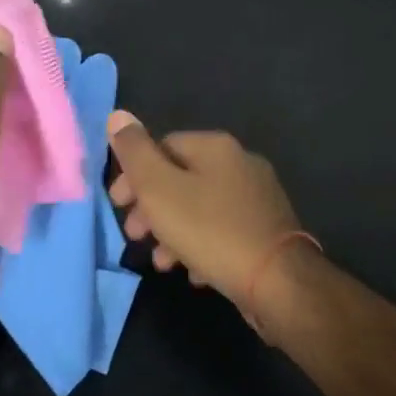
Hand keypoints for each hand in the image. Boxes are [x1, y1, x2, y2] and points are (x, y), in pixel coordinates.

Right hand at [105, 113, 302, 308]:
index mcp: (215, 146)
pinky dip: (202, 246)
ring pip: (201, 207)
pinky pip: (224, 231)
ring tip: (162, 262)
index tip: (117, 205)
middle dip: (151, 207)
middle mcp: (240, 162)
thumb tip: (118, 115)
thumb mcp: (160, 190)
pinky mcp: (267, 229)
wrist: (278, 280)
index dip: (134, 174)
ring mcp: (258, 196)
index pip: (162, 146)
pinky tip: (195, 273)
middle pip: (181, 178)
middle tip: (135, 235)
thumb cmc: (210, 230)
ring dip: (174, 231)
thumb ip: (135, 153)